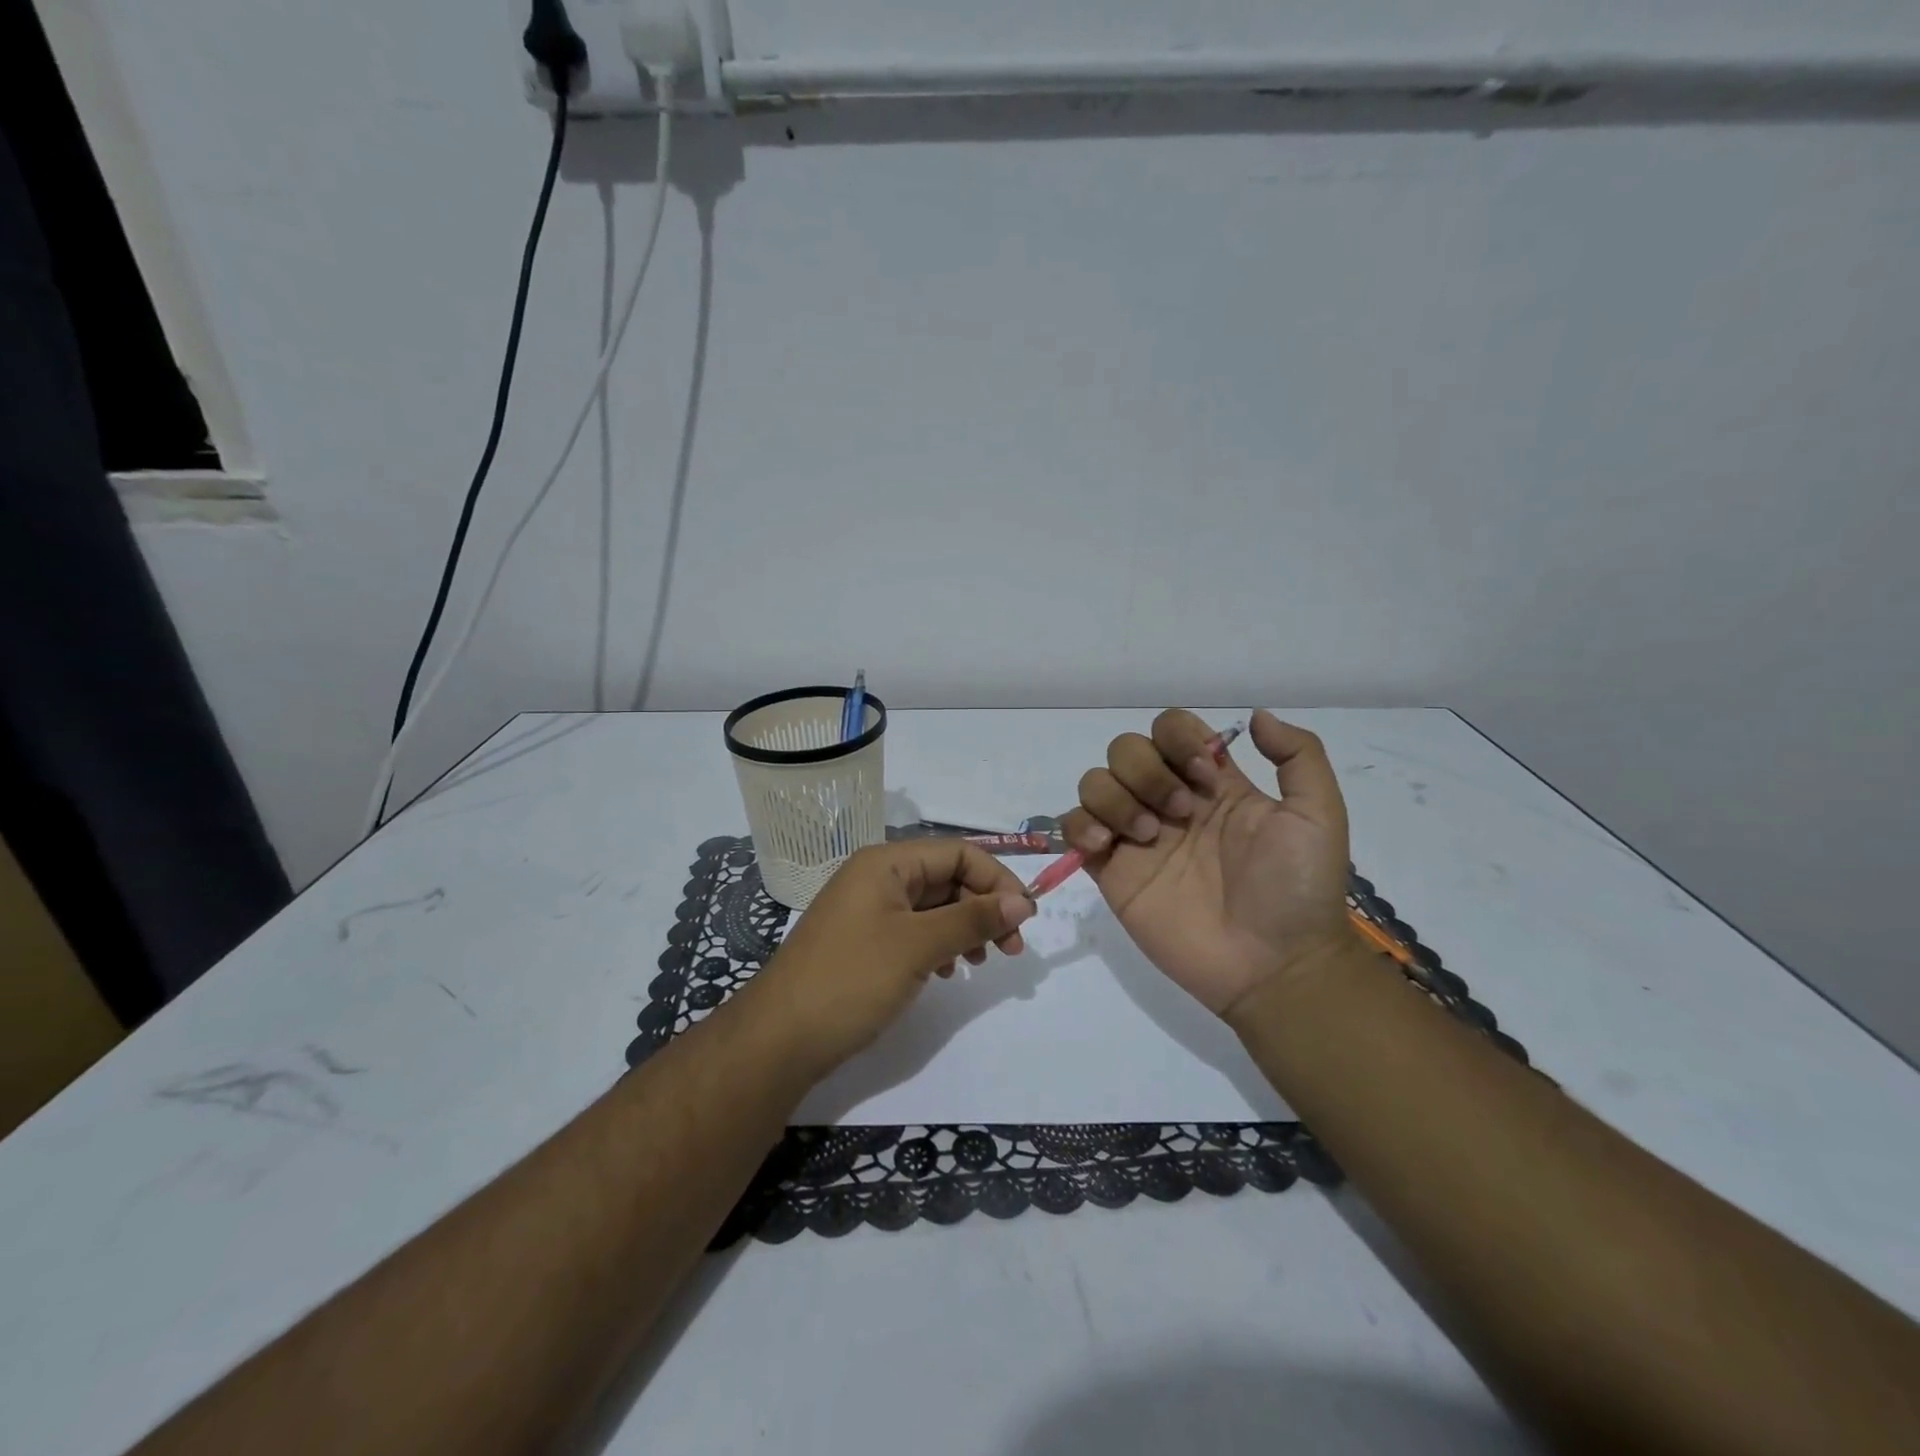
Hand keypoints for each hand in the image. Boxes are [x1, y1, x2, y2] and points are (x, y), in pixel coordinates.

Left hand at [743, 840, 1035, 1077]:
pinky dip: (938, 946)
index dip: (997, 880)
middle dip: (983, 908)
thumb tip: (1023, 902)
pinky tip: (948, 972)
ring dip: (964, 928)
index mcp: (885, 863)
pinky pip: (914, 931)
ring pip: (932, 907)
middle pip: (946, 878)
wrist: (779, 1039)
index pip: (957, 853)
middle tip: (1011, 949)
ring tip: (981, 962)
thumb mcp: (918, 946)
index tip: (1026, 918)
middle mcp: (876, 878)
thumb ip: (972, 919)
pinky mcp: (864, 942)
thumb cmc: (851, 980)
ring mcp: (868, 911)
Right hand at [1061, 709, 1353, 1021]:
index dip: (1179, 739)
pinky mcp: (1111, 871)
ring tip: (1149, 838)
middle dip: (1148, 771)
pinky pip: (1073, 827)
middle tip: (1182, 814)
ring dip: (1117, 798)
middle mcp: (1169, 802)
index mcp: (1213, 784)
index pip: (1171, 729)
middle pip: (1126, 749)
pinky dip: (1080, 825)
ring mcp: (1136, 836)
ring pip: (1095, 782)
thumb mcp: (1319, 814)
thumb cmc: (1298, 890)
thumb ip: (1299, 756)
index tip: (1206, 775)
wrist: (1274, 965)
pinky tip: (1107, 846)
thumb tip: (1254, 715)